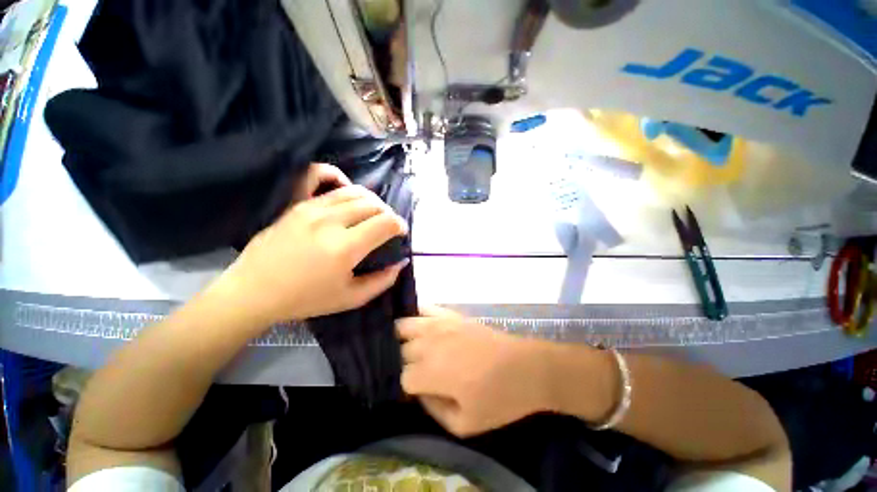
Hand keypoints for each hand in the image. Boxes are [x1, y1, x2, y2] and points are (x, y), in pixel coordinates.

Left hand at [216, 164, 408, 325]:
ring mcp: (311, 208)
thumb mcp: (351, 298)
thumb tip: (400, 262)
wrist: (254, 291)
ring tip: (372, 213)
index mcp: (345, 247)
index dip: (400, 225)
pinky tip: (345, 187)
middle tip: (387, 227)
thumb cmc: (305, 299)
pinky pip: (319, 176)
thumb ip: (382, 281)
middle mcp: (331, 221)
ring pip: (354, 191)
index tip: (401, 233)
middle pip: (373, 204)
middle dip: (388, 213)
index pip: (386, 223)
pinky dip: (339, 177)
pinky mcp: (296, 204)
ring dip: (372, 200)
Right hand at [398, 306, 553, 436]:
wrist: (525, 367)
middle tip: (418, 372)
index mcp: (431, 372)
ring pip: (404, 325)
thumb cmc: (498, 399)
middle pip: (401, 350)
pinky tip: (422, 326)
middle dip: (405, 363)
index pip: (403, 378)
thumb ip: (433, 411)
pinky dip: (418, 315)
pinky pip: (426, 307)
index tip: (418, 393)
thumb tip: (419, 393)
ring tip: (412, 348)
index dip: (409, 389)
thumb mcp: (464, 425)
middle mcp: (429, 343)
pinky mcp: (452, 314)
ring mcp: (440, 324)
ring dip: (403, 338)